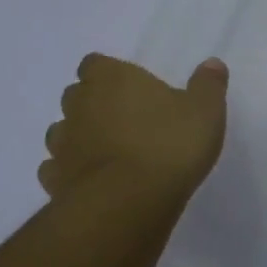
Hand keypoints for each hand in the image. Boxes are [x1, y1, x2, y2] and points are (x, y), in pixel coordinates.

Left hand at [39, 53, 228, 201]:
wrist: (129, 202)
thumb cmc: (169, 144)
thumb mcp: (205, 111)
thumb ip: (208, 85)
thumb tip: (212, 64)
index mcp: (111, 79)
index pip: (96, 63)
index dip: (110, 73)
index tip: (131, 88)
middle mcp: (79, 105)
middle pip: (77, 95)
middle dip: (94, 104)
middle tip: (126, 120)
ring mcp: (62, 144)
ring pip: (63, 131)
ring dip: (81, 137)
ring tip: (110, 152)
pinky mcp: (54, 180)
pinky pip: (57, 168)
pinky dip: (71, 171)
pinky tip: (93, 180)